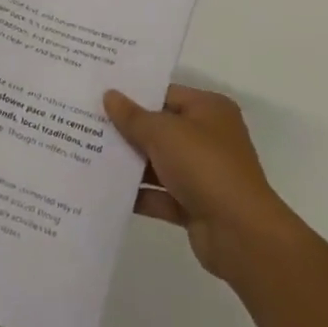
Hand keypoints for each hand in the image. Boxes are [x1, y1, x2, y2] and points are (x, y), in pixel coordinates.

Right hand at [104, 85, 303, 281]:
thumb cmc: (204, 166)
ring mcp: (202, 173)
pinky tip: (105, 190)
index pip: (165, 93)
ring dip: (129, 163)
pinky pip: (160, 194)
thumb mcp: (163, 133)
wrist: (240, 233)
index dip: (134, 94)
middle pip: (160, 128)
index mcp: (209, 109)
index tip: (100, 93)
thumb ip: (133, 116)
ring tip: (87, 153)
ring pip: (158, 162)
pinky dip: (138, 193)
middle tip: (86, 122)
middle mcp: (208, 137)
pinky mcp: (194, 204)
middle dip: (126, 129)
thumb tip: (109, 95)